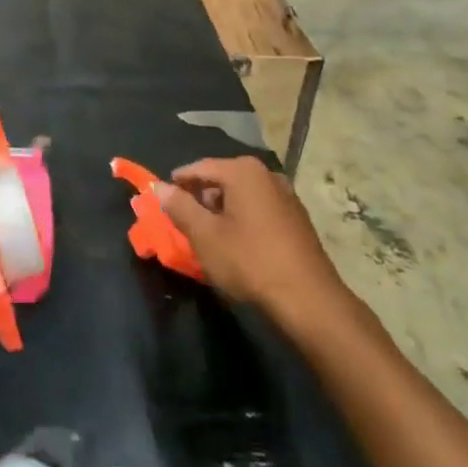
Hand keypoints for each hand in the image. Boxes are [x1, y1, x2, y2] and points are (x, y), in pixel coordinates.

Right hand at [156, 157, 351, 333]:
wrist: (308, 299)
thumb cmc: (250, 261)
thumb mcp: (205, 236)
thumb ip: (179, 207)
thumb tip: (159, 186)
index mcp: (243, 171)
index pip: (200, 167)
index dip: (178, 182)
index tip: (163, 197)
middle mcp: (266, 174)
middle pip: (223, 178)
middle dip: (201, 196)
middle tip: (184, 219)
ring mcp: (286, 194)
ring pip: (242, 194)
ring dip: (223, 209)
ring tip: (208, 233)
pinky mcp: (297, 217)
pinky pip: (260, 208)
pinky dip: (243, 218)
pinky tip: (238, 242)